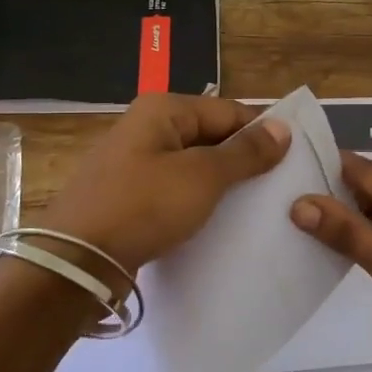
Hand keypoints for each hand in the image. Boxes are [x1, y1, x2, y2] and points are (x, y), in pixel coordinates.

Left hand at [41, 94, 290, 275]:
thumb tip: (283, 127)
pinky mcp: (129, 196)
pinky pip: (174, 190)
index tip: (294, 160)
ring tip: (257, 208)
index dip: (262, 133)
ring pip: (193, 166)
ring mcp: (134, 163)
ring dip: (222, 184)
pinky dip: (197, 202)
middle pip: (210, 136)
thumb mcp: (202, 177)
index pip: (228, 111)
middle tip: (280, 188)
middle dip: (243, 160)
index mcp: (163, 109)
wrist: (77, 261)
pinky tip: (218, 222)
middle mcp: (147, 128)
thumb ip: (245, 152)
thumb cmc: (143, 207)